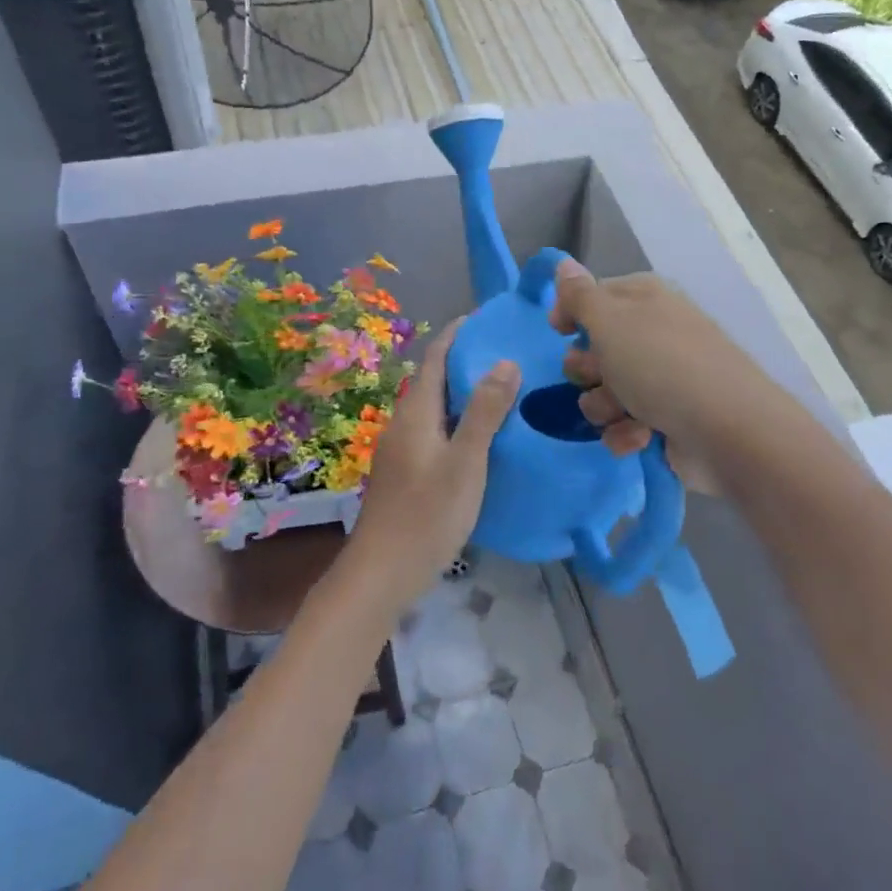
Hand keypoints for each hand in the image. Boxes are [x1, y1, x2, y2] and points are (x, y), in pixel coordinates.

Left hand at [342, 322, 519, 610]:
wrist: (382, 572)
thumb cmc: (426, 513)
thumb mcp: (465, 462)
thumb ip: (484, 412)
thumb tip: (505, 361)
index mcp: (416, 411)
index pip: (435, 357)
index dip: (457, 333)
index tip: (486, 318)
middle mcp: (405, 422)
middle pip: (435, 379)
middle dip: (466, 362)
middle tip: (509, 354)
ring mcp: (402, 448)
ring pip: (436, 408)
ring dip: (464, 394)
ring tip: (504, 391)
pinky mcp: (406, 471)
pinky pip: (435, 431)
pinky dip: (459, 421)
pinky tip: (483, 438)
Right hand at [550, 260, 767, 475]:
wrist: (728, 431)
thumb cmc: (661, 365)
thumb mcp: (610, 321)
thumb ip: (580, 295)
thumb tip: (563, 264)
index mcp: (643, 300)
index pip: (593, 296)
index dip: (571, 313)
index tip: (559, 331)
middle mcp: (653, 334)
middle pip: (595, 348)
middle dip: (587, 368)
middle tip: (596, 374)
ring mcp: (662, 380)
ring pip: (604, 391)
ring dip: (604, 406)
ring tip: (623, 412)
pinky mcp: (666, 421)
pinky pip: (624, 425)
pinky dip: (627, 432)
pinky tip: (641, 437)